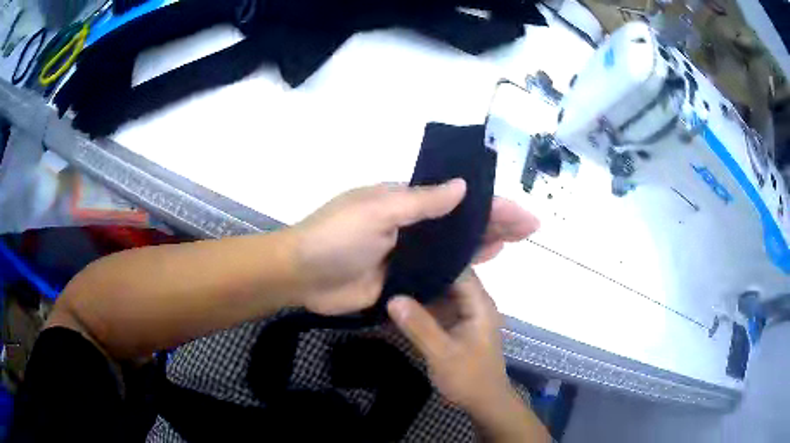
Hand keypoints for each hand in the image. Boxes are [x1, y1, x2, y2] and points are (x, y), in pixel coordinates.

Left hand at [291, 181, 538, 314]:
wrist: (302, 275)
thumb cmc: (336, 237)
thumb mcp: (377, 211)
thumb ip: (421, 202)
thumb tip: (463, 186)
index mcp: (405, 201)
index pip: (458, 198)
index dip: (492, 203)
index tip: (522, 213)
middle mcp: (412, 224)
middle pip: (462, 221)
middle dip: (496, 221)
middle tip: (529, 228)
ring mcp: (409, 253)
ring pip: (455, 246)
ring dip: (484, 242)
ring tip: (515, 243)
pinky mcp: (404, 278)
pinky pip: (440, 272)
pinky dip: (462, 268)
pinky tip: (483, 265)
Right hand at [387, 270, 512, 412]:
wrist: (484, 402)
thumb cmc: (469, 378)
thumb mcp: (442, 353)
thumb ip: (419, 326)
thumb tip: (393, 297)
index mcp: (479, 303)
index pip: (458, 268)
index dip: (434, 257)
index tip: (406, 250)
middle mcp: (475, 303)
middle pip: (449, 278)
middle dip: (423, 272)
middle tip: (391, 263)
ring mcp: (466, 314)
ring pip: (442, 293)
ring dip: (421, 288)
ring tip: (390, 276)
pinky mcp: (458, 325)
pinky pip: (439, 307)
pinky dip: (422, 305)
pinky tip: (400, 300)